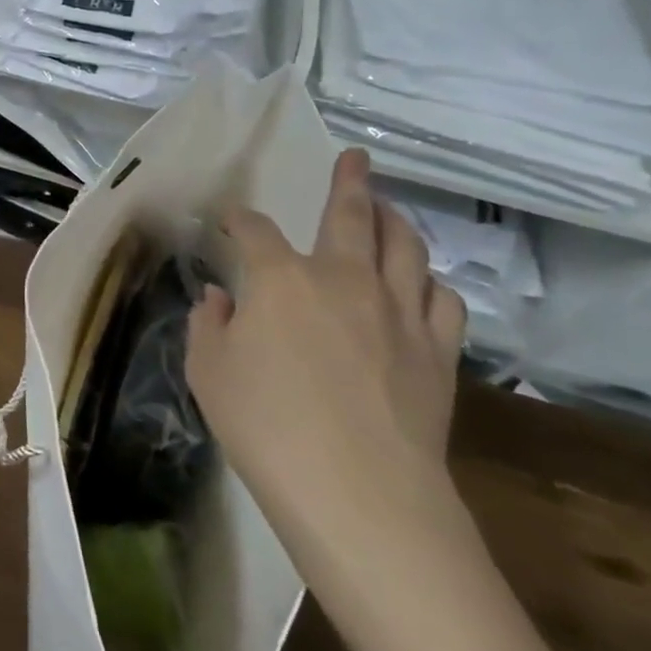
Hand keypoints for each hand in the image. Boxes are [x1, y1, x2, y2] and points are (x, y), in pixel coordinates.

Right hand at [184, 149, 468, 585]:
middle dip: (348, 182)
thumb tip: (221, 298)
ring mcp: (398, 311)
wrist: (359, 492)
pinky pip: (442, 298)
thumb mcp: (208, 372)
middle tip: (354, 159)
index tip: (232, 219)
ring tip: (388, 210)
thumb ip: (210, 324)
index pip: (255, 231)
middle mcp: (343, 278)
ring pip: (406, 247)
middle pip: (349, 215)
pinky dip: (429, 282)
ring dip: (395, 221)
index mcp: (280, 279)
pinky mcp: (437, 350)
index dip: (240, 219)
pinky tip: (420, 285)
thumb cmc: (265, 426)